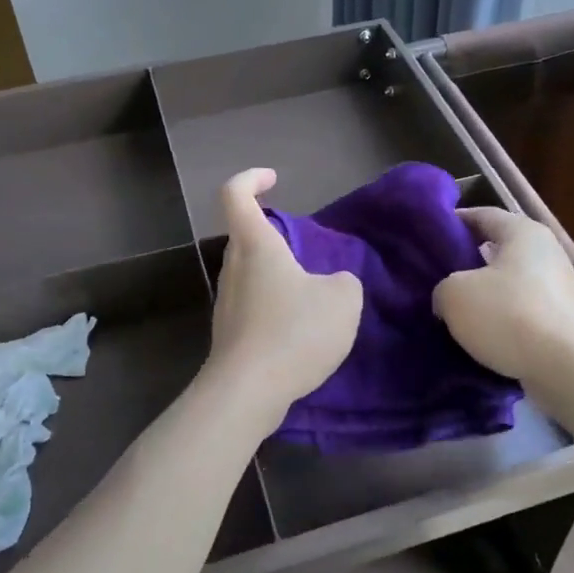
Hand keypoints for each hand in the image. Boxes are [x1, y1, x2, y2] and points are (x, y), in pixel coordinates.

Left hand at [205, 169, 361, 419]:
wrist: (247, 393)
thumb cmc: (293, 332)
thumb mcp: (343, 300)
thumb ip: (345, 281)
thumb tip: (334, 284)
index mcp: (256, 245)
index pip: (235, 194)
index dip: (251, 179)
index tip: (274, 179)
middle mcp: (234, 268)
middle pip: (246, 236)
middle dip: (275, 235)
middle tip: (308, 250)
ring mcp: (228, 303)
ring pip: (251, 273)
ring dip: (279, 275)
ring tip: (314, 297)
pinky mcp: (230, 334)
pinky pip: (254, 305)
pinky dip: (276, 306)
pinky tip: (301, 331)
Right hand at [434, 207, 573, 384]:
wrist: (568, 369)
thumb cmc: (509, 315)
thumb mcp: (454, 294)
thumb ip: (443, 287)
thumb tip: (448, 298)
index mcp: (523, 231)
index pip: (482, 214)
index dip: (453, 223)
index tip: (427, 237)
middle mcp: (545, 253)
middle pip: (496, 251)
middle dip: (465, 264)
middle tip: (434, 278)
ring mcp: (558, 289)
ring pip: (508, 286)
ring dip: (482, 298)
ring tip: (451, 313)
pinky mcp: (562, 323)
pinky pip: (521, 314)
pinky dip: (500, 323)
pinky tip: (477, 339)